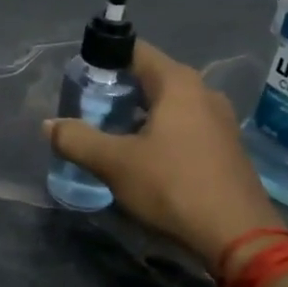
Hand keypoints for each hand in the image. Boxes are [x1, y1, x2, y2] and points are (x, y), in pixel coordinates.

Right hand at [45, 41, 287, 266]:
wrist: (238, 236)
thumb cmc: (173, 186)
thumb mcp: (115, 163)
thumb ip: (77, 140)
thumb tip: (49, 125)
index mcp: (178, 83)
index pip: (136, 51)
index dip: (104, 59)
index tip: (80, 78)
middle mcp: (203, 92)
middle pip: (151, 78)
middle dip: (119, 90)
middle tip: (88, 108)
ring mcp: (219, 121)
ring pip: (169, 105)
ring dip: (139, 114)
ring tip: (110, 134)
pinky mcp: (225, 148)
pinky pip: (185, 126)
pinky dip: (160, 132)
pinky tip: (143, 157)